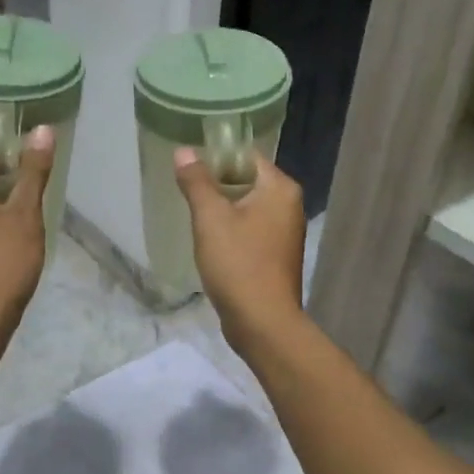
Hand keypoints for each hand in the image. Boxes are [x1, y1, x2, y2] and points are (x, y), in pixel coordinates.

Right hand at [174, 148, 305, 355]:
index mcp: (280, 189)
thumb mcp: (210, 218)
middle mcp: (289, 206)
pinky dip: (232, 231)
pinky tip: (211, 243)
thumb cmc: (238, 264)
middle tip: (187, 193)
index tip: (190, 168)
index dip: (217, 157)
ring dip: (223, 210)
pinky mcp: (277, 256)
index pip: (247, 156)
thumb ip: (196, 182)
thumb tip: (184, 151)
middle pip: (247, 181)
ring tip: (195, 217)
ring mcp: (286, 233)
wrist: (262, 322)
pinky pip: (251, 231)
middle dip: (217, 185)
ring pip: (248, 208)